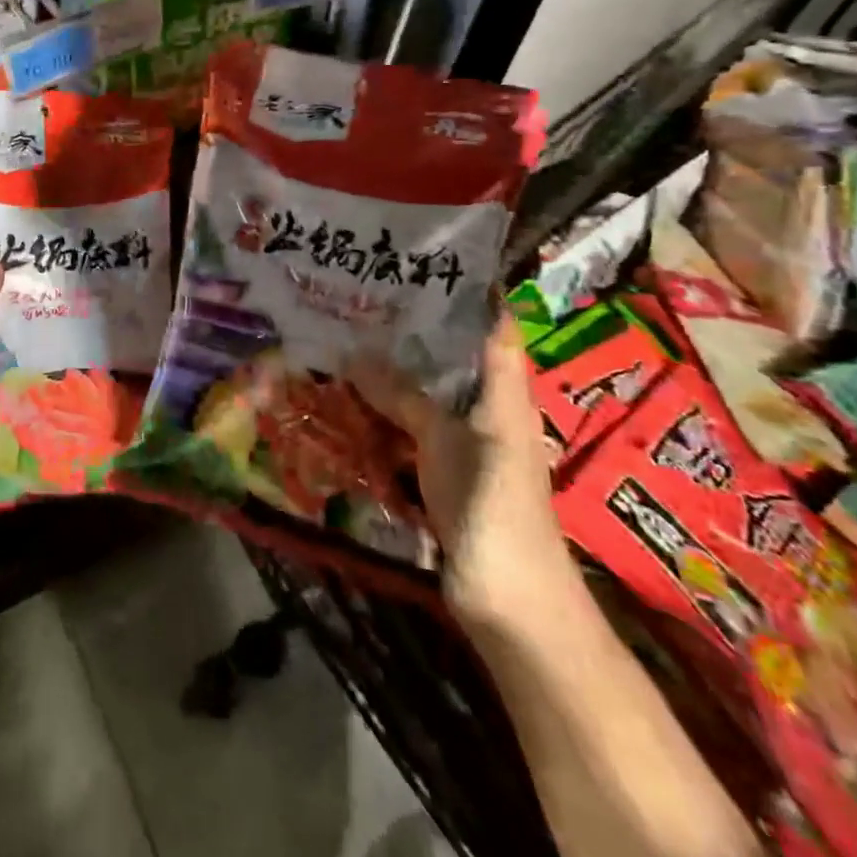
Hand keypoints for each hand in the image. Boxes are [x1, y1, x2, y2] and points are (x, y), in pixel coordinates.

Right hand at [376, 312, 578, 631]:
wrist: (510, 597)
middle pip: (453, 354)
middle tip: (364, 295)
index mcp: (505, 391)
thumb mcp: (444, 440)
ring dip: (392, 369)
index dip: (471, 290)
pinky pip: (411, 425)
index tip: (426, 259)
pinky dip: (384, 409)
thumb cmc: (490, 504)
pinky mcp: (443, 468)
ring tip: (346, 336)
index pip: (495, 325)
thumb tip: (353, 352)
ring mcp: (465, 440)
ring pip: (427, 389)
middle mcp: (488, 407)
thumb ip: (402, 395)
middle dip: (414, 326)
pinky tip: (349, 397)